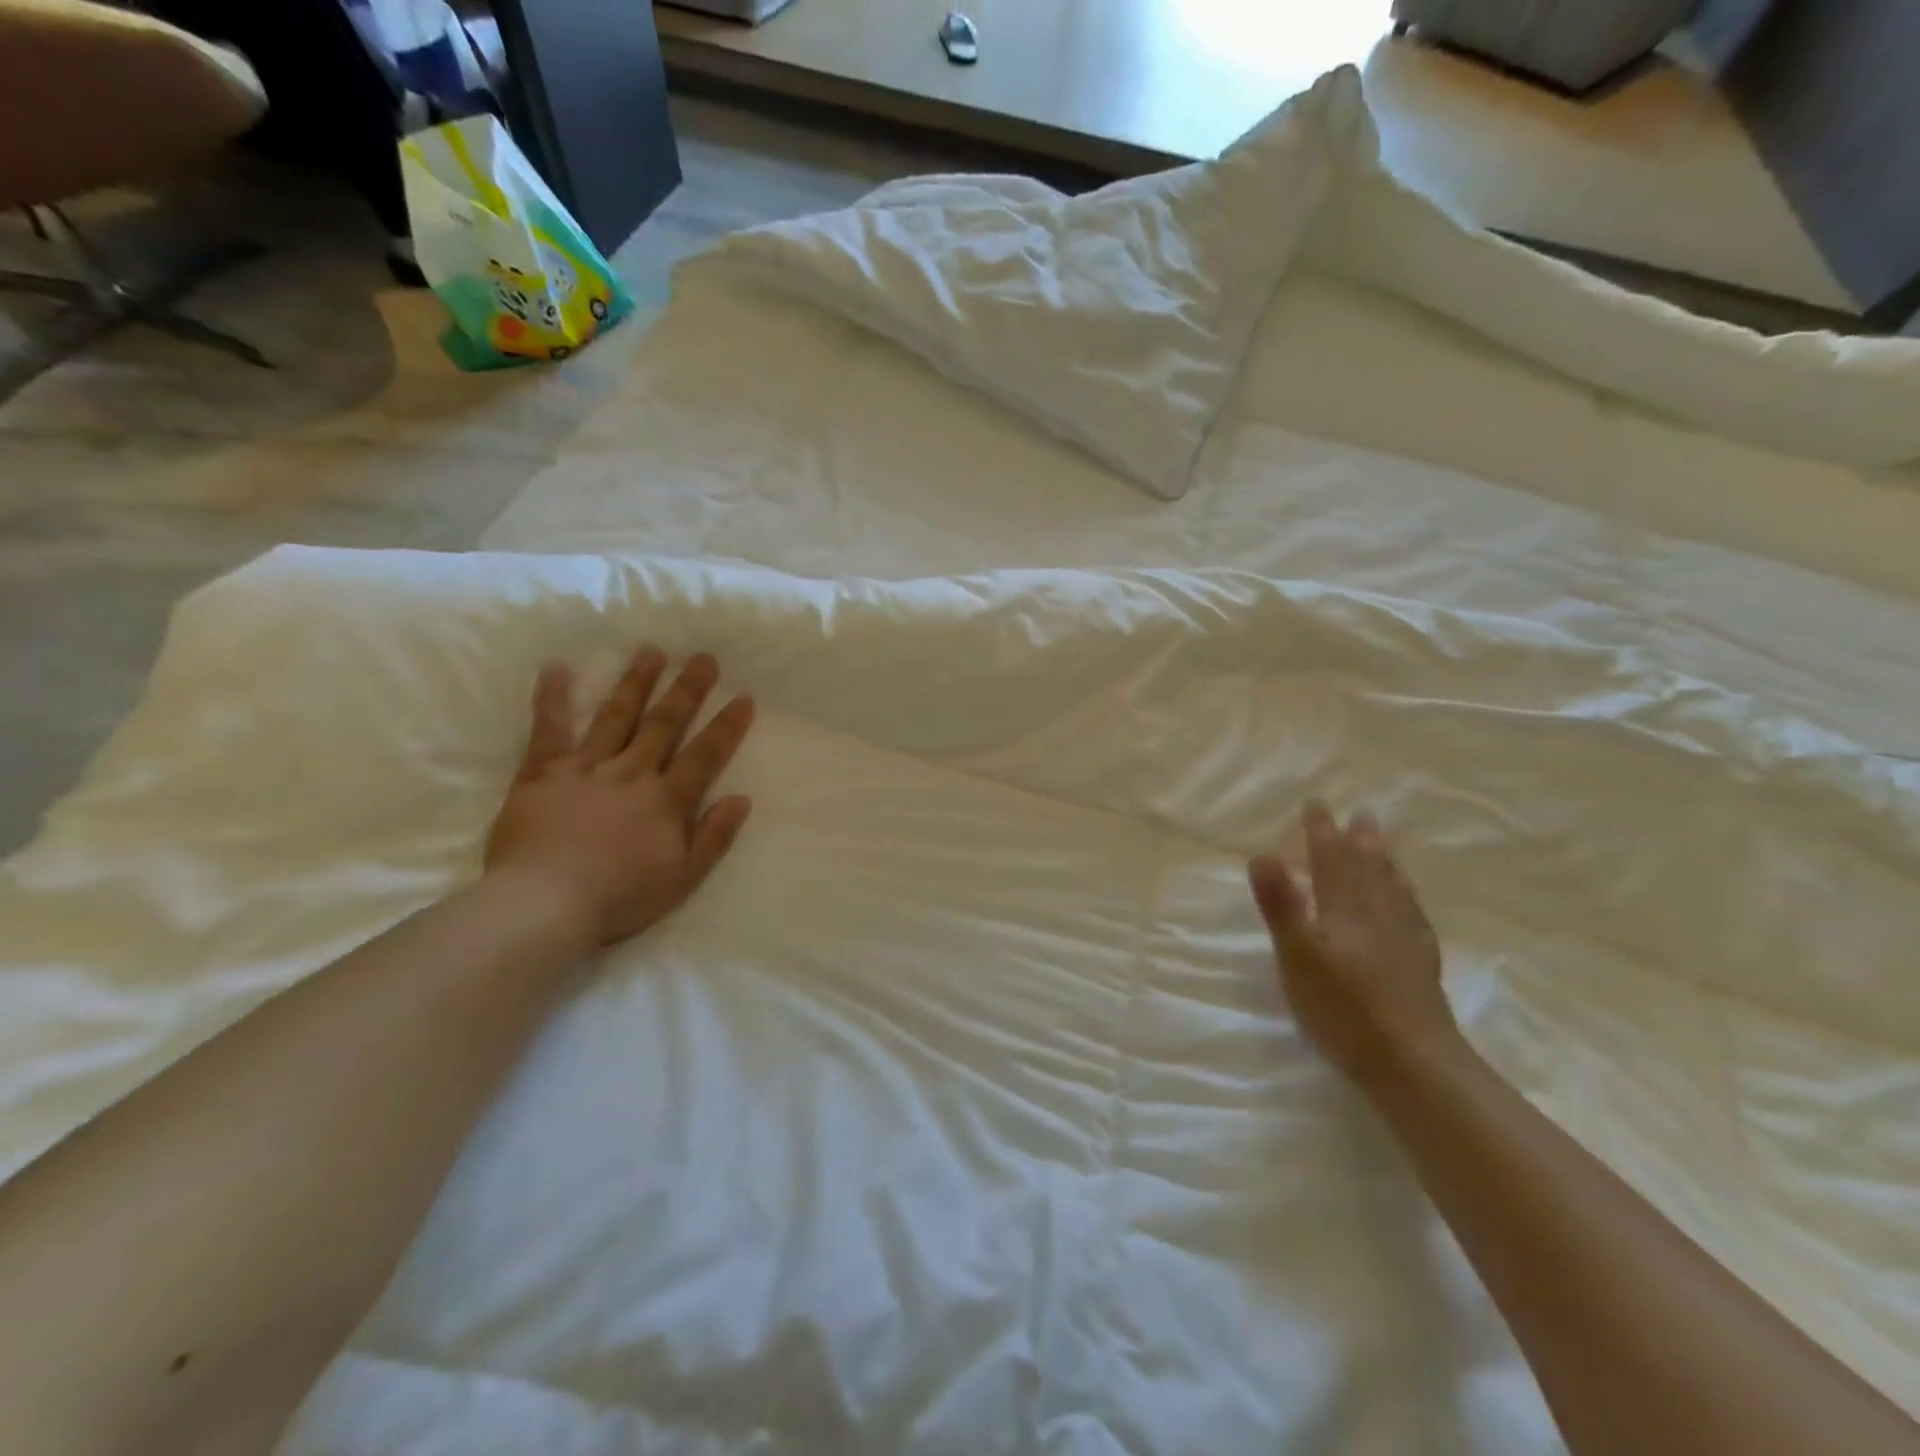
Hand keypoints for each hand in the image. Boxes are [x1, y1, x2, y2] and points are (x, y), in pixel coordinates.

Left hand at [484, 648, 755, 948]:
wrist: (543, 904)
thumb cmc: (619, 897)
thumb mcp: (682, 878)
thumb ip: (713, 836)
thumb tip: (741, 798)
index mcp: (666, 800)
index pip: (704, 755)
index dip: (726, 726)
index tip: (743, 697)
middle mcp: (631, 773)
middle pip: (664, 724)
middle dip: (687, 689)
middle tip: (703, 657)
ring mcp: (586, 767)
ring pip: (616, 716)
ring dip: (636, 682)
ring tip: (651, 651)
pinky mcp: (542, 772)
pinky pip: (549, 728)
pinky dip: (551, 697)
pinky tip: (556, 666)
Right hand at [1249, 802, 1457, 1085]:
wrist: (1412, 1062)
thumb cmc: (1343, 1008)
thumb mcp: (1297, 956)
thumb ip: (1281, 905)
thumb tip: (1262, 853)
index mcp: (1344, 910)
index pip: (1331, 861)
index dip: (1321, 832)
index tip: (1316, 804)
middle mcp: (1377, 915)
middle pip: (1368, 869)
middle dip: (1359, 841)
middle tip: (1360, 815)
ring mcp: (1404, 940)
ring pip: (1394, 889)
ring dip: (1385, 863)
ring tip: (1384, 845)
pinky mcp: (1421, 965)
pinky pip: (1413, 915)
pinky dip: (1407, 898)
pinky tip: (1408, 903)